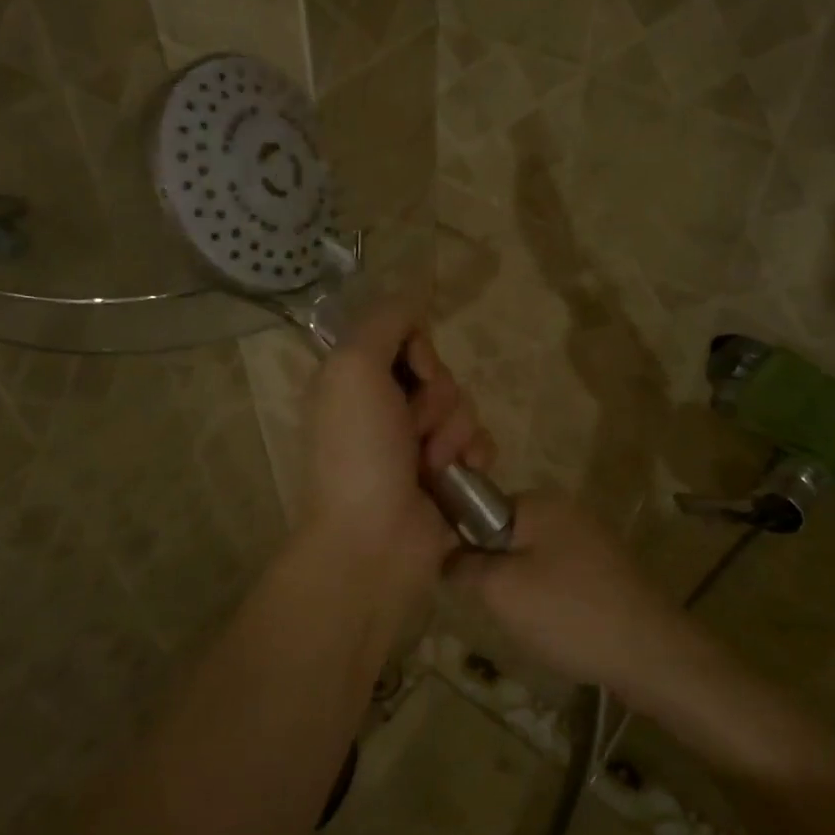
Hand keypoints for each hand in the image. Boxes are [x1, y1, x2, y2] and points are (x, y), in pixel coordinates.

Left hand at [298, 299, 495, 613]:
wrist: (375, 540)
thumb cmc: (358, 451)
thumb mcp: (353, 369)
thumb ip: (383, 322)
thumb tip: (414, 294)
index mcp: (355, 381)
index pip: (404, 336)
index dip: (419, 349)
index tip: (415, 370)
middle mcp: (384, 407)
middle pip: (439, 371)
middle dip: (437, 397)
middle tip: (414, 427)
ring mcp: (417, 443)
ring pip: (464, 405)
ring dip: (454, 431)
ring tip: (432, 463)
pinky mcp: (448, 474)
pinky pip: (480, 441)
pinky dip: (475, 454)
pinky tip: (462, 474)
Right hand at [454, 492, 685, 699]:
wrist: (653, 653)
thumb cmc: (568, 612)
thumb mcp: (500, 590)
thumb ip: (462, 566)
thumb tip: (445, 557)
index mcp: (539, 501)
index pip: (478, 510)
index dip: (463, 545)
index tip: (463, 582)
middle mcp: (566, 510)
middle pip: (505, 536)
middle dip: (494, 572)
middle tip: (497, 608)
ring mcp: (590, 539)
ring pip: (530, 560)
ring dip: (521, 590)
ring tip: (529, 624)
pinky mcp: (606, 570)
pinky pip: (559, 577)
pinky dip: (550, 600)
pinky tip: (556, 628)